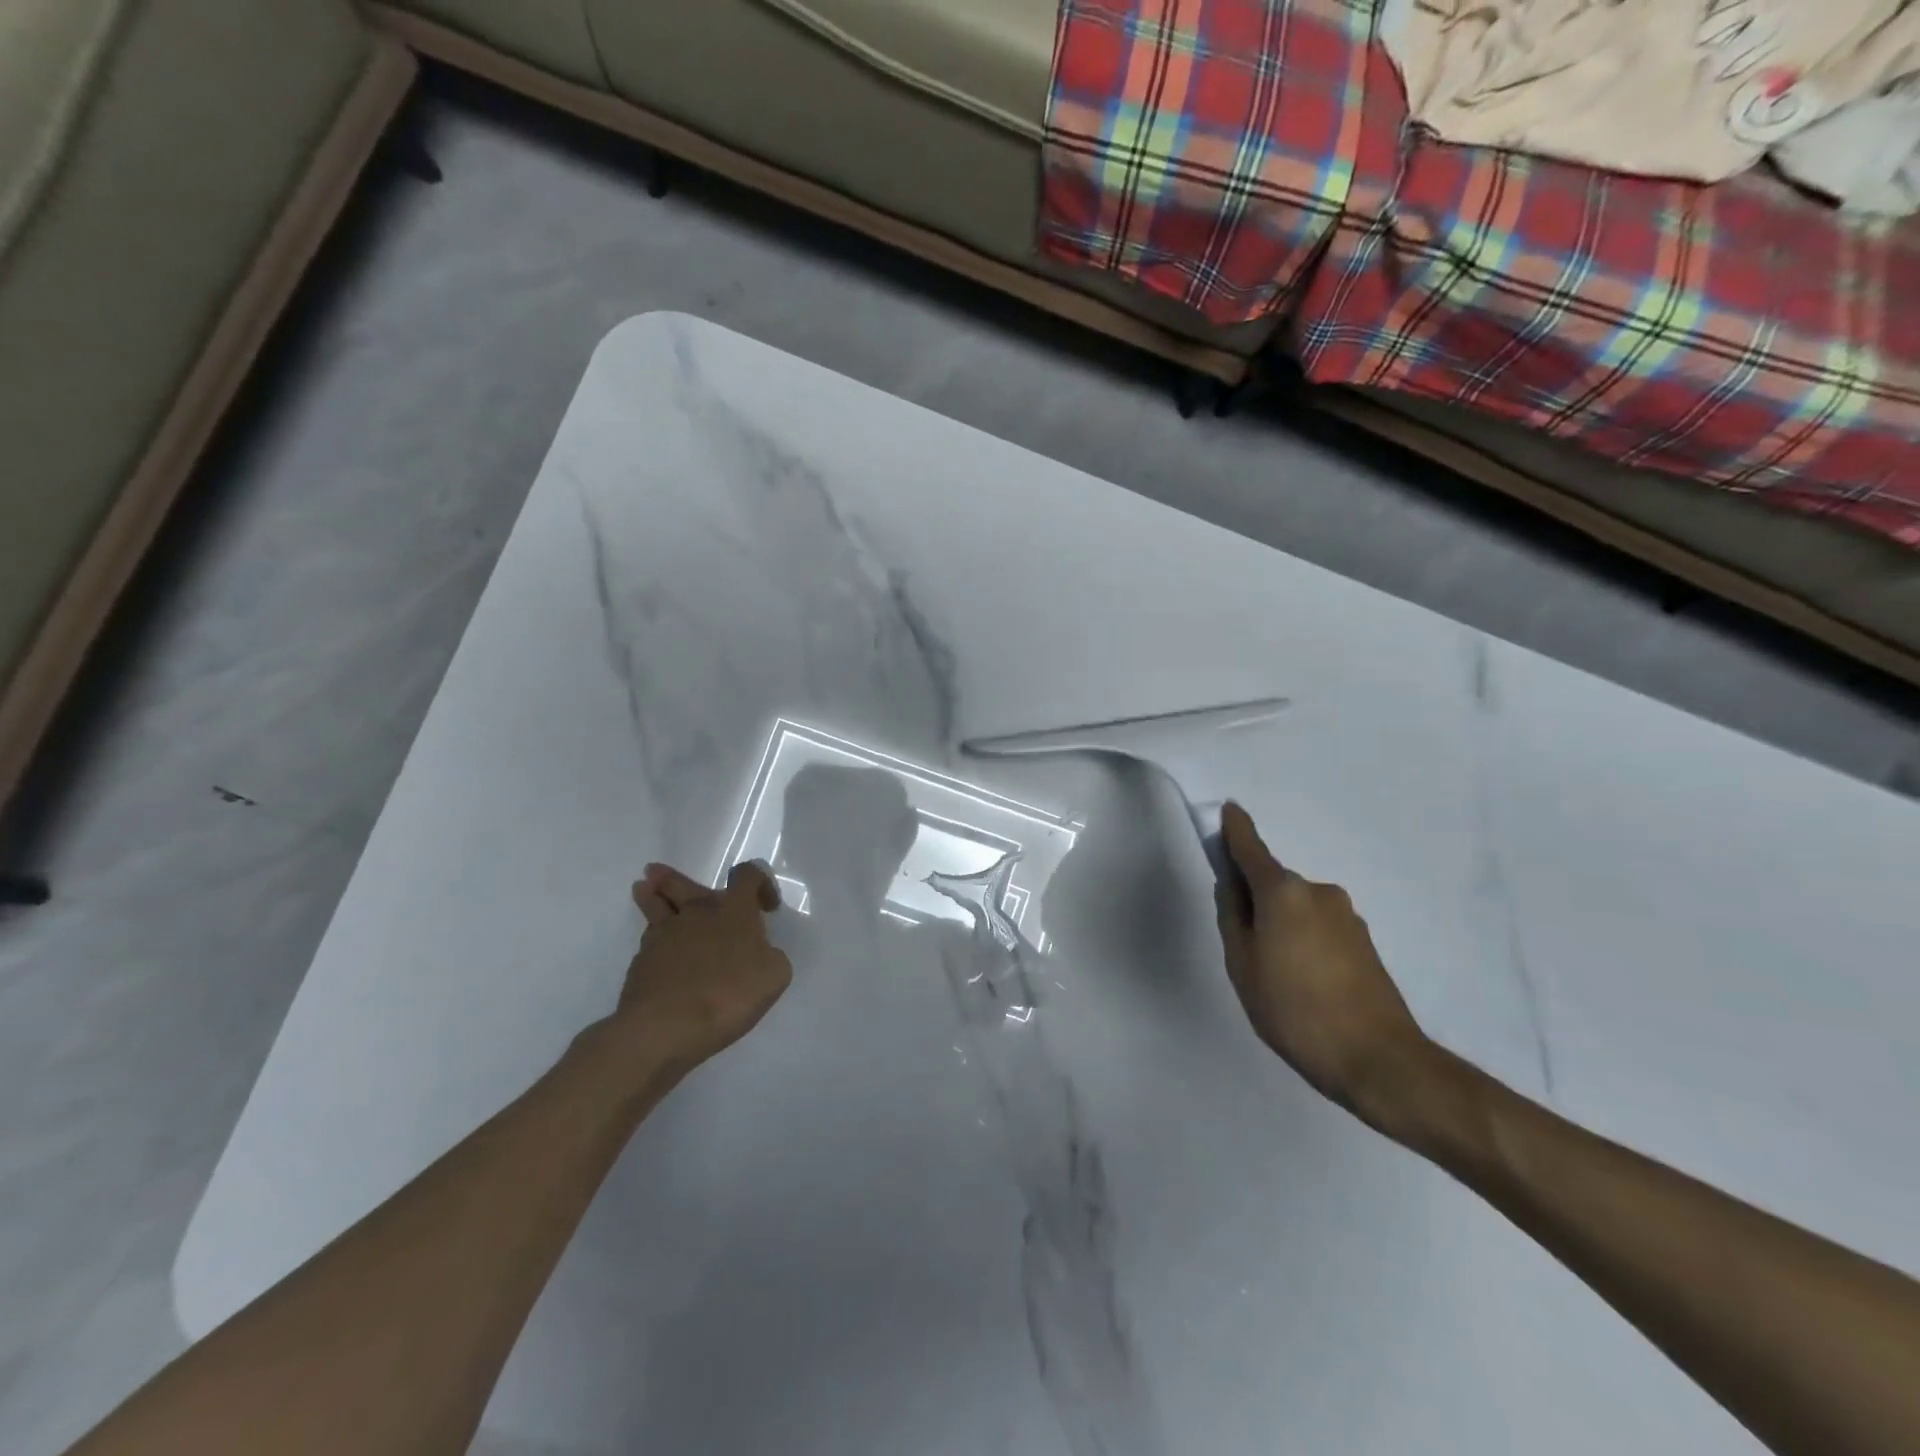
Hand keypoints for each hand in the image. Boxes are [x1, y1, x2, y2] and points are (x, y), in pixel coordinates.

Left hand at [608, 860, 792, 1072]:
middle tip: (660, 872)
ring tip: (642, 887)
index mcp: (734, 911)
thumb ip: (771, 956)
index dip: (760, 882)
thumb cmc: (728, 995)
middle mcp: (697, 914)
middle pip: (684, 885)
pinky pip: (649, 941)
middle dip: (675, 878)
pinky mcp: (641, 963)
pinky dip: (653, 939)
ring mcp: (664, 936)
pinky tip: (654, 948)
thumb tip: (759, 953)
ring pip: (656, 907)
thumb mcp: (774, 976)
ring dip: (651, 895)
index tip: (767, 907)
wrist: (664, 1027)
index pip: (747, 876)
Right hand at [1214, 803, 1432, 1128]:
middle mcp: (1317, 892)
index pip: (1252, 849)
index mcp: (1283, 892)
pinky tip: (1303, 982)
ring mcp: (1346, 916)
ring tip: (1276, 975)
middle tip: (1242, 944)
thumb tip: (1232, 885)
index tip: (1229, 810)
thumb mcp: (1242, 965)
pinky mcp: (1363, 941)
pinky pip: (1318, 926)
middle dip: (1255, 898)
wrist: (1377, 1059)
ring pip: (1297, 907)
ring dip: (1281, 924)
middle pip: (1274, 882)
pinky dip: (1303, 939)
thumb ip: (1233, 916)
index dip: (1236, 830)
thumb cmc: (1294, 1009)